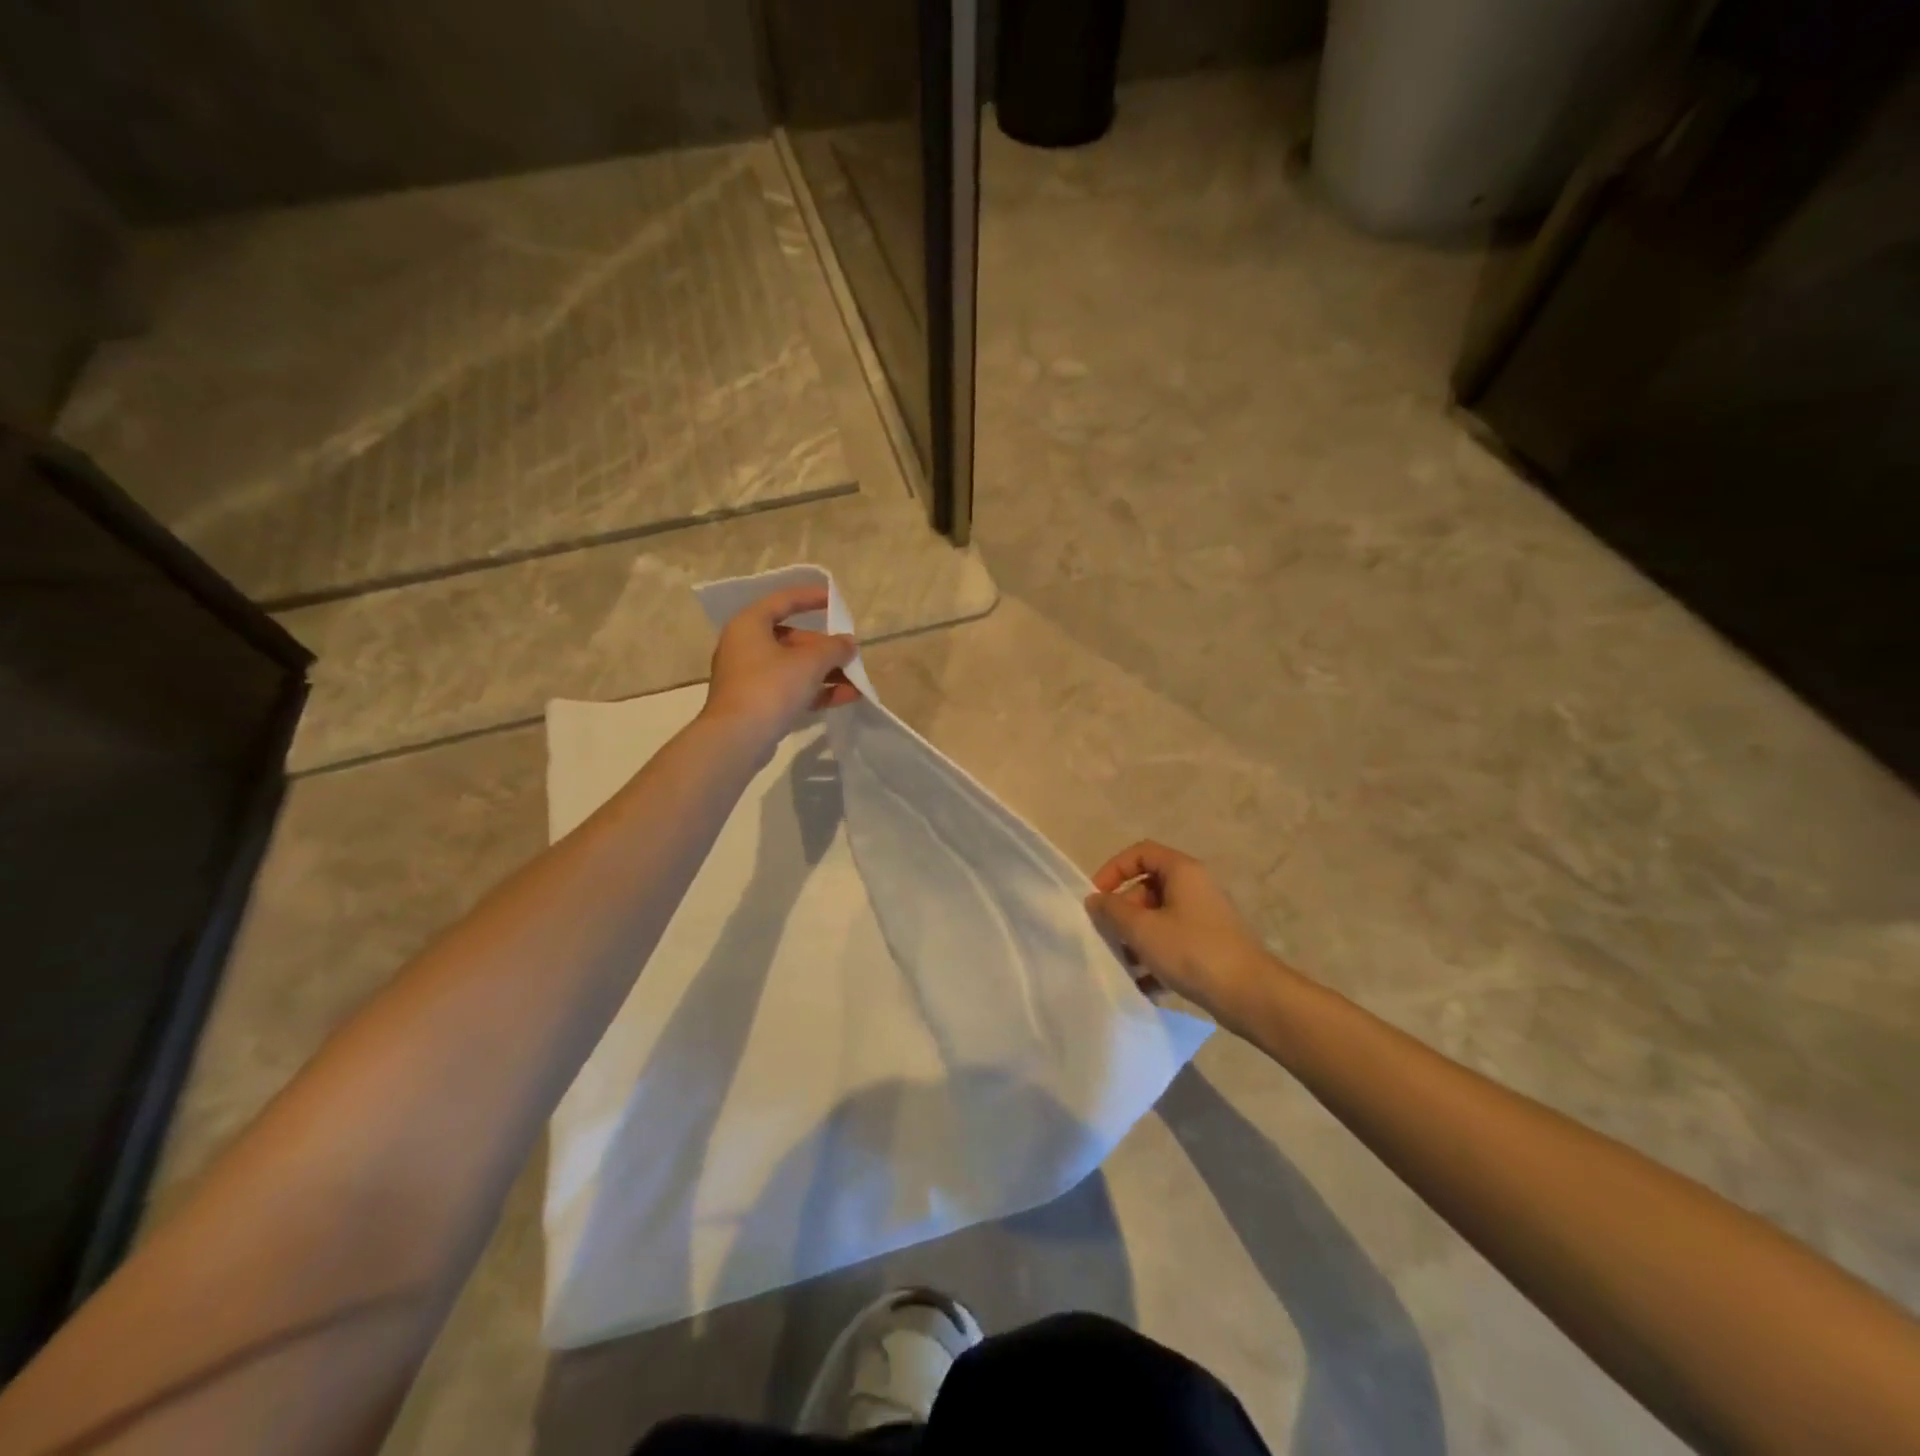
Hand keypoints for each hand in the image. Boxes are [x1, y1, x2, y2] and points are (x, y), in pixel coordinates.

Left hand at [699, 585, 859, 753]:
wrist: (738, 738)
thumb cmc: (771, 687)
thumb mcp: (810, 662)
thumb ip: (834, 648)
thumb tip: (849, 644)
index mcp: (750, 625)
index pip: (783, 601)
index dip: (810, 598)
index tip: (835, 600)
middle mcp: (745, 646)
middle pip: (792, 638)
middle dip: (825, 647)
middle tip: (850, 654)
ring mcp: (750, 676)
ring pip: (794, 666)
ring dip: (826, 672)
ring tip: (857, 681)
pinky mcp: (757, 702)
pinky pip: (791, 689)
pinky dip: (816, 690)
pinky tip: (846, 697)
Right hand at [1085, 840, 1290, 1033]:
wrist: (1250, 995)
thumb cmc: (1192, 951)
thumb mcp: (1142, 929)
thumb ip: (1112, 911)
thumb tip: (1095, 899)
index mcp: (1182, 871)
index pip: (1140, 853)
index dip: (1114, 869)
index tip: (1097, 897)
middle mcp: (1196, 887)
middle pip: (1148, 887)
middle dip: (1123, 912)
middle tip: (1108, 936)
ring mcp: (1205, 917)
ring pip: (1159, 918)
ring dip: (1136, 938)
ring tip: (1124, 964)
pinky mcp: (1210, 945)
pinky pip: (1174, 941)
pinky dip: (1156, 957)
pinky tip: (1144, 984)